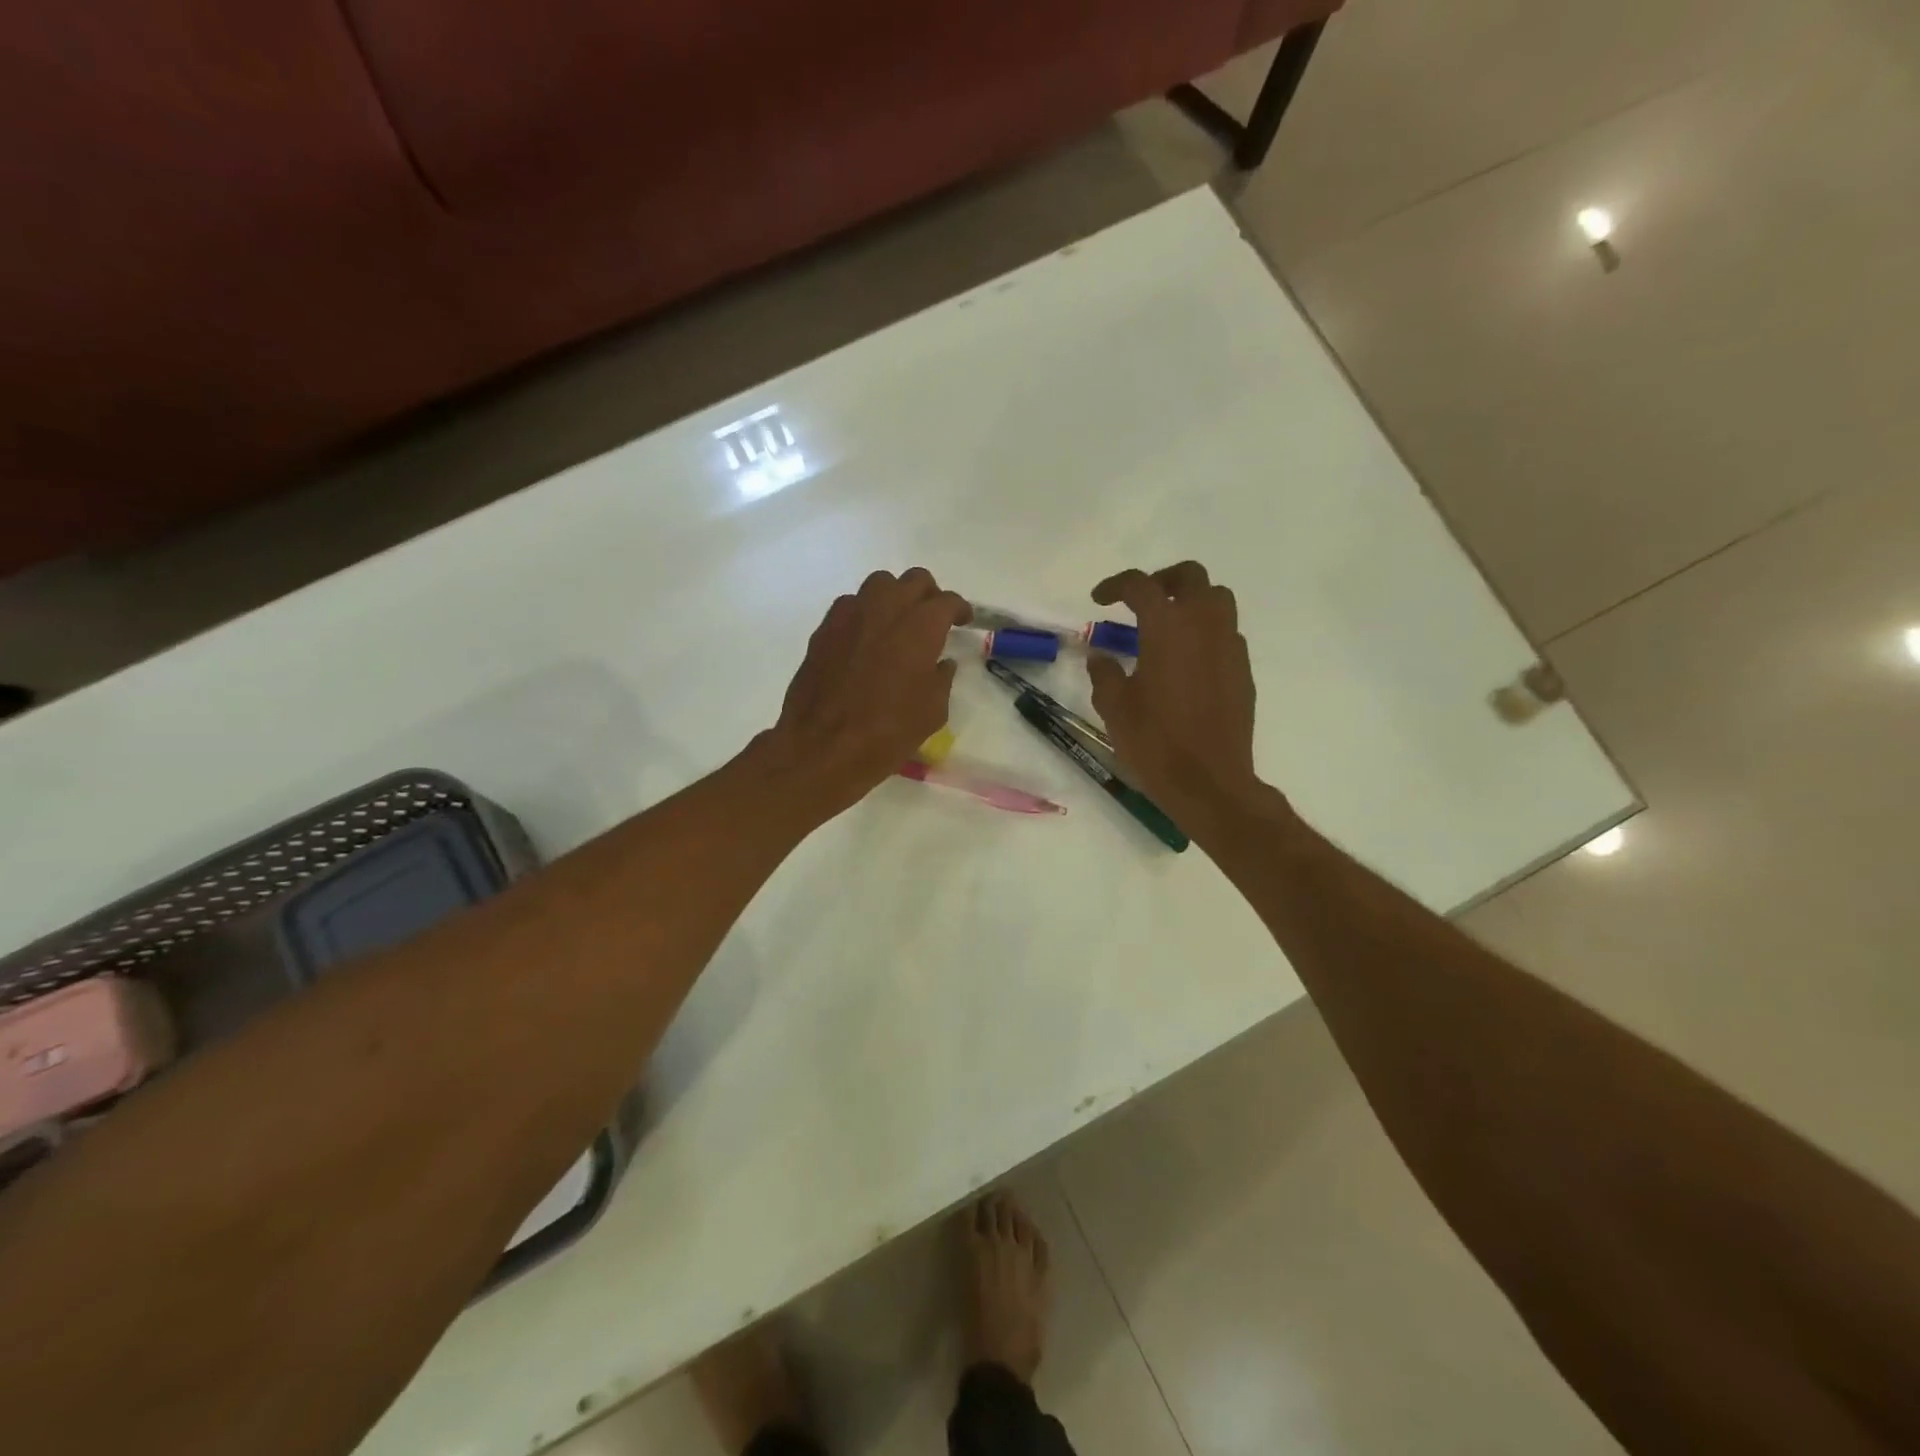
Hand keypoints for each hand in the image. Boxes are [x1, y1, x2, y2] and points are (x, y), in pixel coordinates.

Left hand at [760, 568, 971, 818]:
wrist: (823, 747)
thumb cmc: (887, 733)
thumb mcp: (932, 712)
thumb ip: (942, 679)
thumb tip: (941, 663)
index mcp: (920, 627)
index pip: (946, 601)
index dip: (959, 609)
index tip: (962, 621)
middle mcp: (886, 609)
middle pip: (914, 580)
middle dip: (929, 595)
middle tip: (933, 619)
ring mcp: (850, 615)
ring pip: (879, 583)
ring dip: (895, 596)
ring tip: (898, 622)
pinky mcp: (825, 629)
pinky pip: (851, 604)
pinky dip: (865, 612)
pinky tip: (867, 637)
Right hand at [1087, 562, 1262, 824]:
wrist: (1208, 781)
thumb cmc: (1154, 742)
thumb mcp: (1114, 707)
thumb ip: (1104, 673)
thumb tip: (1100, 655)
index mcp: (1167, 627)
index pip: (1141, 585)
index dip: (1116, 586)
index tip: (1099, 599)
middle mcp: (1203, 624)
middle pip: (1190, 576)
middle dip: (1162, 580)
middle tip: (1140, 600)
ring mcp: (1230, 645)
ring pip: (1217, 599)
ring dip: (1191, 600)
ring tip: (1168, 625)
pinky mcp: (1243, 669)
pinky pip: (1227, 632)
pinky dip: (1206, 631)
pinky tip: (1188, 659)